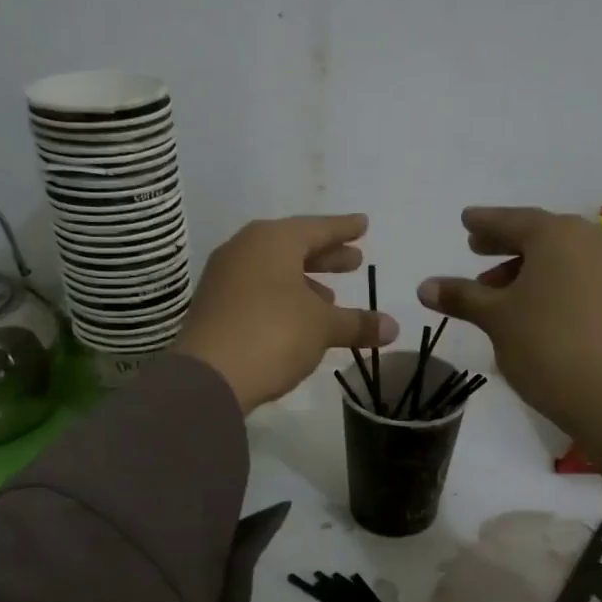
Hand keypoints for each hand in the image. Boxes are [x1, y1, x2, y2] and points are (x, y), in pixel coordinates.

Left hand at [174, 215, 398, 411]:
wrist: (208, 376)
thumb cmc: (273, 334)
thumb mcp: (323, 327)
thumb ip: (357, 323)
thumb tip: (392, 327)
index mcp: (272, 240)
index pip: (317, 228)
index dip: (343, 228)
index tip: (363, 224)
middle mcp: (244, 250)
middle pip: (293, 247)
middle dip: (326, 256)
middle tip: (354, 261)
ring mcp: (224, 278)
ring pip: (274, 270)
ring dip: (304, 281)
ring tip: (331, 296)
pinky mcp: (215, 307)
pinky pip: (258, 290)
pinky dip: (283, 297)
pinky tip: (299, 318)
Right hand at [419, 207, 601, 464]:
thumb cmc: (546, 345)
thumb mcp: (496, 318)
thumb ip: (461, 296)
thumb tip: (424, 286)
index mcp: (556, 235)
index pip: (511, 220)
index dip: (485, 222)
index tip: (466, 220)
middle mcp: (588, 241)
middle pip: (538, 235)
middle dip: (505, 243)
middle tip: (476, 248)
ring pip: (558, 258)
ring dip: (525, 268)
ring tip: (494, 288)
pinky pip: (576, 276)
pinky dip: (549, 282)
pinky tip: (529, 306)